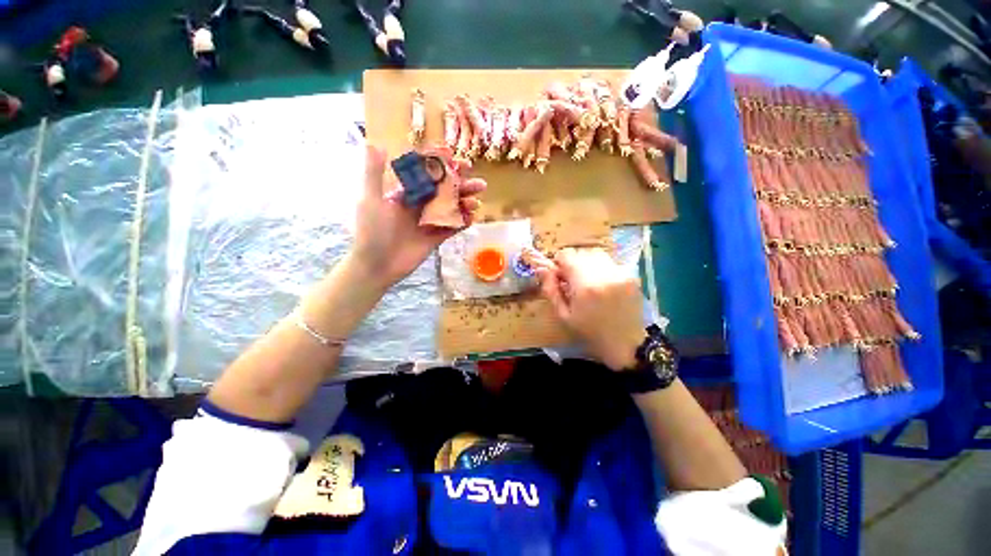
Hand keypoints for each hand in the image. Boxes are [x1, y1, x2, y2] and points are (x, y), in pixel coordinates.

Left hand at [352, 145, 485, 288]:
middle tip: (479, 183)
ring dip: (465, 204)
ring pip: (452, 209)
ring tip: (477, 201)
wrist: (376, 266)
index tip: (457, 159)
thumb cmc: (371, 232)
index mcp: (406, 193)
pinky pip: (452, 228)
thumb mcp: (369, 200)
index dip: (443, 167)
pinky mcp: (435, 238)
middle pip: (445, 191)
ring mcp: (429, 222)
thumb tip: (375, 143)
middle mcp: (420, 205)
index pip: (428, 175)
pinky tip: (472, 218)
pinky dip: (462, 223)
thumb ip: (373, 173)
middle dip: (462, 186)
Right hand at [536, 248, 645, 370]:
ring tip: (588, 280)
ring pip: (597, 254)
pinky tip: (603, 285)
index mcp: (584, 285)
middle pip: (581, 252)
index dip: (559, 262)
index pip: (567, 254)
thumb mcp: (563, 315)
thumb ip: (551, 290)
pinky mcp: (631, 276)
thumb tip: (542, 269)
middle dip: (573, 263)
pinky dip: (602, 268)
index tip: (560, 275)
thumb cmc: (590, 331)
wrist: (625, 343)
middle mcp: (604, 274)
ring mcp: (620, 273)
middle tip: (573, 280)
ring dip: (588, 263)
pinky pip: (610, 263)